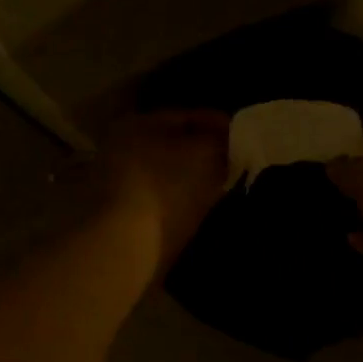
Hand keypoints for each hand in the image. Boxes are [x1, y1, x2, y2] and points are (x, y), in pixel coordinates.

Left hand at [98, 110, 230, 279]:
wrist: (125, 245)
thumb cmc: (166, 187)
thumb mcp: (205, 153)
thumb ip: (221, 140)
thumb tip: (228, 138)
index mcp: (138, 123)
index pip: (185, 115)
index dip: (218, 123)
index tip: (244, 136)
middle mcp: (122, 146)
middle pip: (174, 143)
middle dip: (206, 150)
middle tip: (236, 160)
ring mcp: (118, 181)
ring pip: (168, 171)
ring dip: (194, 176)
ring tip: (224, 185)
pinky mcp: (121, 213)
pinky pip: (161, 196)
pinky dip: (181, 198)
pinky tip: (202, 206)